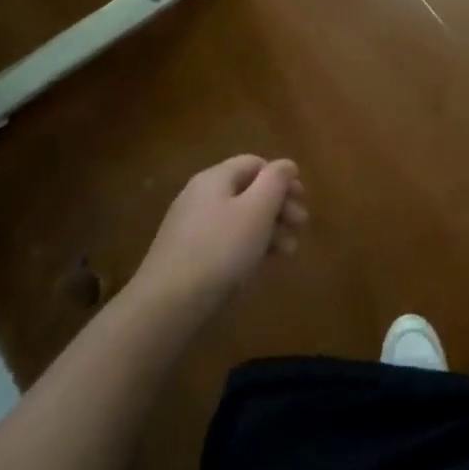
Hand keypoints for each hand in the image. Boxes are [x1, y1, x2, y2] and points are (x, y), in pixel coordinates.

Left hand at [133, 155, 307, 314]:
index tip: (302, 200)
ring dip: (269, 229)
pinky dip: (248, 247)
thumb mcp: (257, 210)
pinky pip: (226, 242)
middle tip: (300, 226)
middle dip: (279, 206)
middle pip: (248, 191)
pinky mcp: (188, 256)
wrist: (166, 306)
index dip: (282, 177)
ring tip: (288, 252)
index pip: (255, 163)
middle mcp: (201, 197)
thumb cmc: (220, 250)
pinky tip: (261, 266)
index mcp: (215, 178)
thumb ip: (276, 181)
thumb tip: (286, 164)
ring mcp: (191, 228)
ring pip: (239, 219)